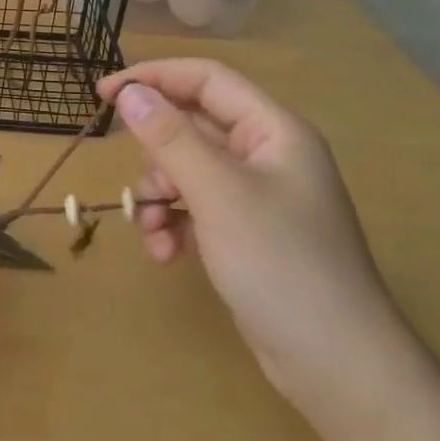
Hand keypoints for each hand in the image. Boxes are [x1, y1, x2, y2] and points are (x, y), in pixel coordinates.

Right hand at [98, 60, 413, 419]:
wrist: (336, 362)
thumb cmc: (281, 263)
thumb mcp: (217, 193)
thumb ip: (170, 138)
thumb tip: (129, 93)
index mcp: (273, 131)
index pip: (206, 80)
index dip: (153, 78)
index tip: (104, 94)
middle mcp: (266, 155)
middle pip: (193, 128)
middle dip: (157, 157)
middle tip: (143, 187)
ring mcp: (257, 197)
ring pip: (188, 172)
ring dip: (160, 197)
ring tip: (154, 230)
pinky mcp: (246, 234)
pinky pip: (196, 210)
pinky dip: (174, 224)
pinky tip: (167, 253)